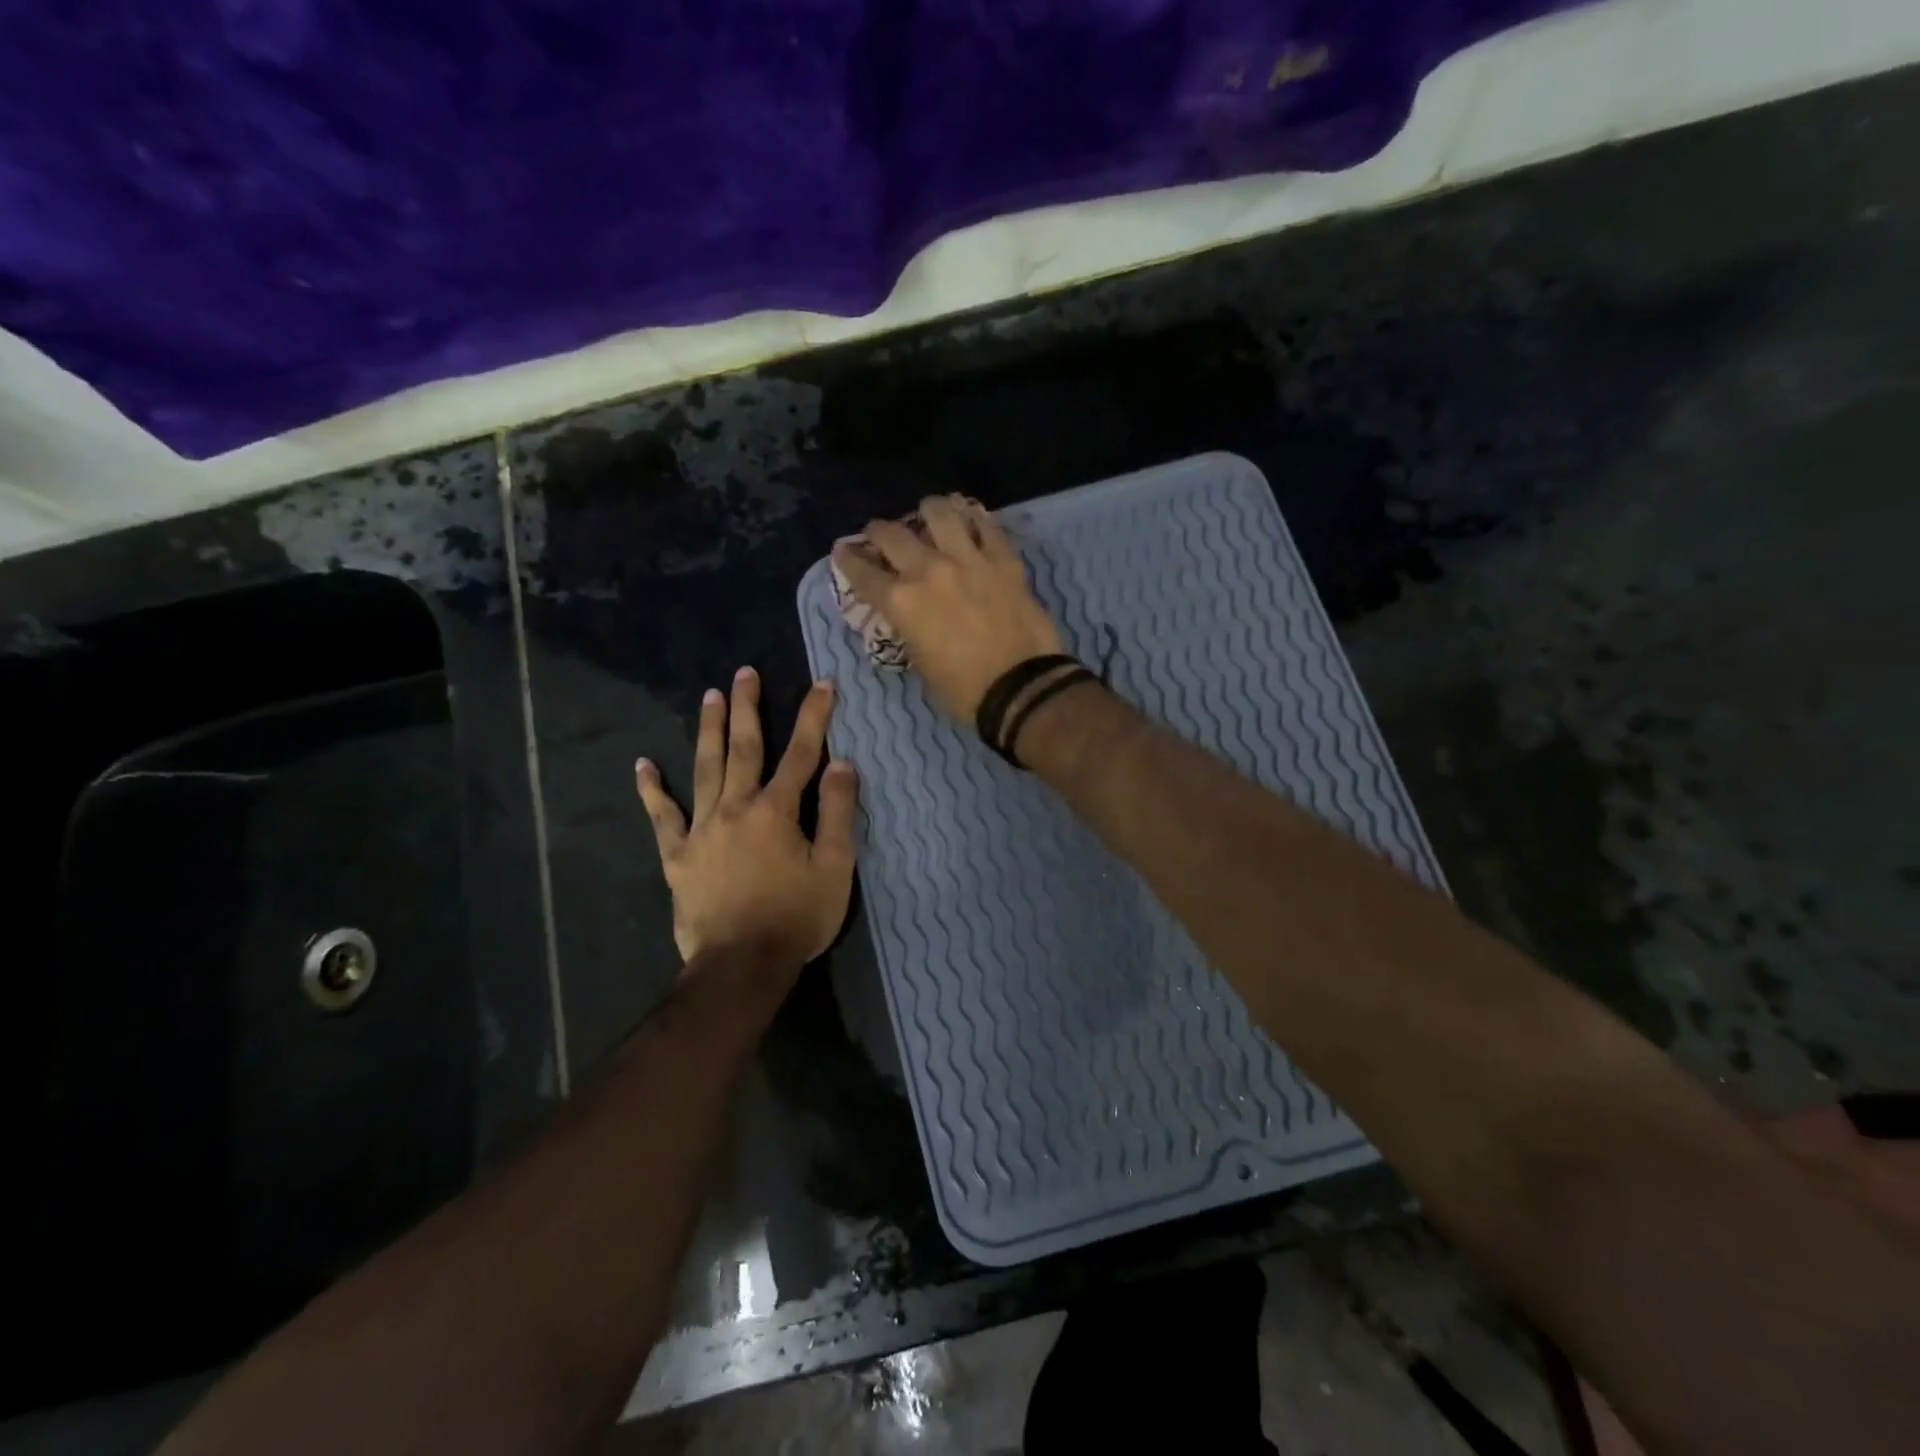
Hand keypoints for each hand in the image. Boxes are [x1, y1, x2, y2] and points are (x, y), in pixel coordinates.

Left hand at [635, 667, 857, 970]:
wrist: (741, 965)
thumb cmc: (797, 917)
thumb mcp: (835, 868)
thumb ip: (838, 812)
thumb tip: (844, 764)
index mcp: (777, 810)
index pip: (802, 753)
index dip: (814, 716)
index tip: (821, 684)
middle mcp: (736, 808)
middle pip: (744, 748)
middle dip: (748, 707)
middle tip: (745, 672)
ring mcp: (701, 829)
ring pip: (704, 768)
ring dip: (708, 730)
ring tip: (709, 696)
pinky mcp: (677, 856)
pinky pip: (662, 817)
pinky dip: (651, 790)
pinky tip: (643, 765)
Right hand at [831, 494, 1063, 720]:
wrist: (1022, 688)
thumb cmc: (964, 691)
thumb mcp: (921, 664)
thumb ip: (910, 631)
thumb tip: (911, 616)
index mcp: (902, 603)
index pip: (863, 574)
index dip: (848, 560)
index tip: (843, 551)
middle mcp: (928, 570)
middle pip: (892, 535)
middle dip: (878, 531)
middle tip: (879, 533)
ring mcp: (968, 559)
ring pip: (940, 513)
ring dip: (927, 511)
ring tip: (927, 513)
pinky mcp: (1003, 560)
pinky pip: (986, 526)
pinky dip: (974, 518)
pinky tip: (970, 517)